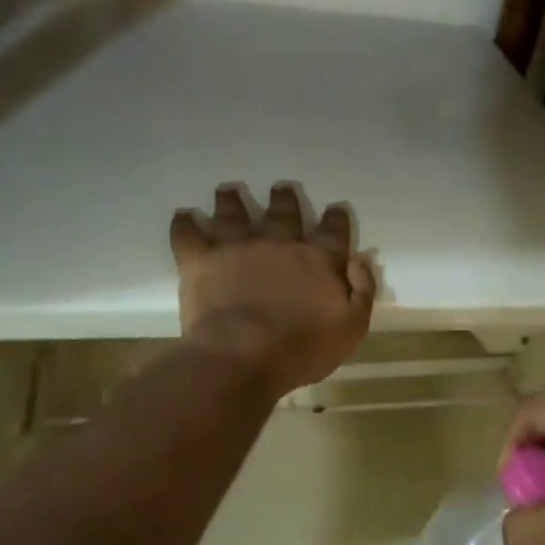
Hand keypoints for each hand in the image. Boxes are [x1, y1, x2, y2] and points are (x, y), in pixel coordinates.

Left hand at [170, 183, 375, 395]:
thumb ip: (361, 292)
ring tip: (228, 191)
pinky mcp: (201, 261)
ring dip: (232, 201)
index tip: (335, 210)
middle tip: (282, 188)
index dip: (336, 220)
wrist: (244, 356)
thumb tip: (358, 261)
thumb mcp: (351, 328)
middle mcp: (279, 244)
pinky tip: (183, 216)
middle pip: (283, 214)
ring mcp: (238, 248)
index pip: (333, 233)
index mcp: (318, 261)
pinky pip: (189, 235)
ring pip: (234, 214)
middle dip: (284, 199)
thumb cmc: (302, 349)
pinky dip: (185, 224)